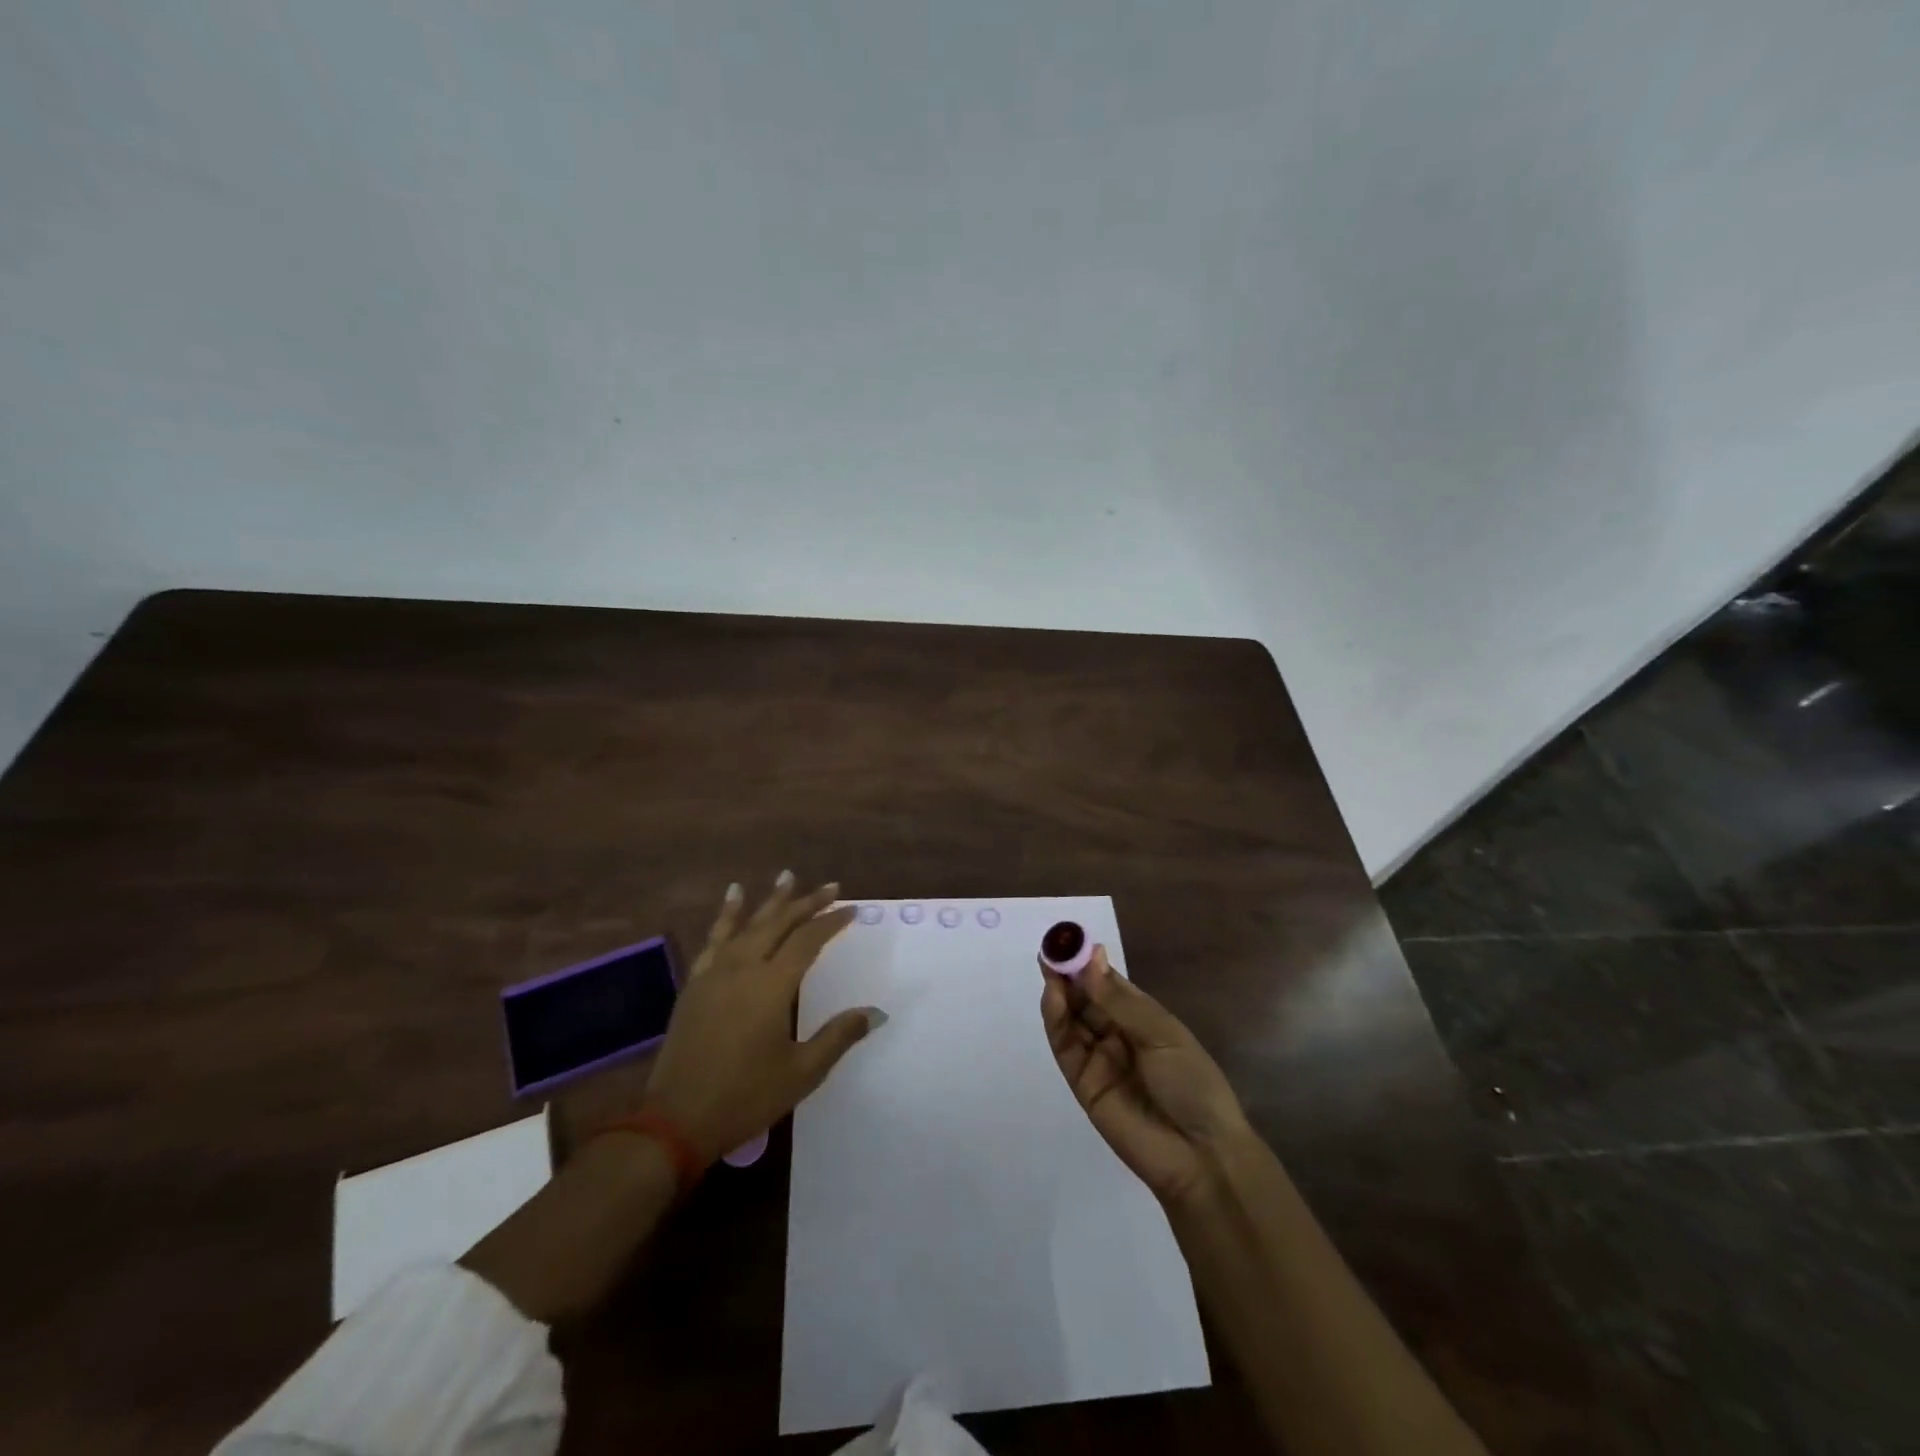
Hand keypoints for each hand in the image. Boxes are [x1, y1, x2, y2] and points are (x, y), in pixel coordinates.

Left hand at [641, 873, 878, 1161]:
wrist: (676, 1120)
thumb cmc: (745, 1097)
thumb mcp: (801, 1072)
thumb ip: (839, 1036)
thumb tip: (876, 1012)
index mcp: (772, 986)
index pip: (808, 941)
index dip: (831, 922)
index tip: (852, 908)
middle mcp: (743, 968)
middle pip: (780, 924)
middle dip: (807, 903)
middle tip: (830, 886)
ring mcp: (715, 973)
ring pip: (748, 924)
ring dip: (770, 900)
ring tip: (786, 875)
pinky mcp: (695, 984)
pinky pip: (714, 938)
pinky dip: (726, 915)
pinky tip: (732, 899)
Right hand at [1040, 945, 1252, 1206]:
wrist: (1200, 1156)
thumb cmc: (1192, 1084)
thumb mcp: (1161, 1034)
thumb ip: (1118, 1000)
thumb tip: (1092, 956)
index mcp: (1143, 1018)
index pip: (1108, 983)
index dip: (1088, 962)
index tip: (1069, 940)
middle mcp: (1117, 1034)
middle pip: (1085, 998)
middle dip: (1068, 974)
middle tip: (1050, 950)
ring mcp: (1099, 1059)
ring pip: (1071, 1020)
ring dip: (1059, 994)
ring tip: (1048, 969)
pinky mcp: (1083, 1083)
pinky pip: (1066, 1047)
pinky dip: (1056, 1022)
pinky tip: (1053, 998)